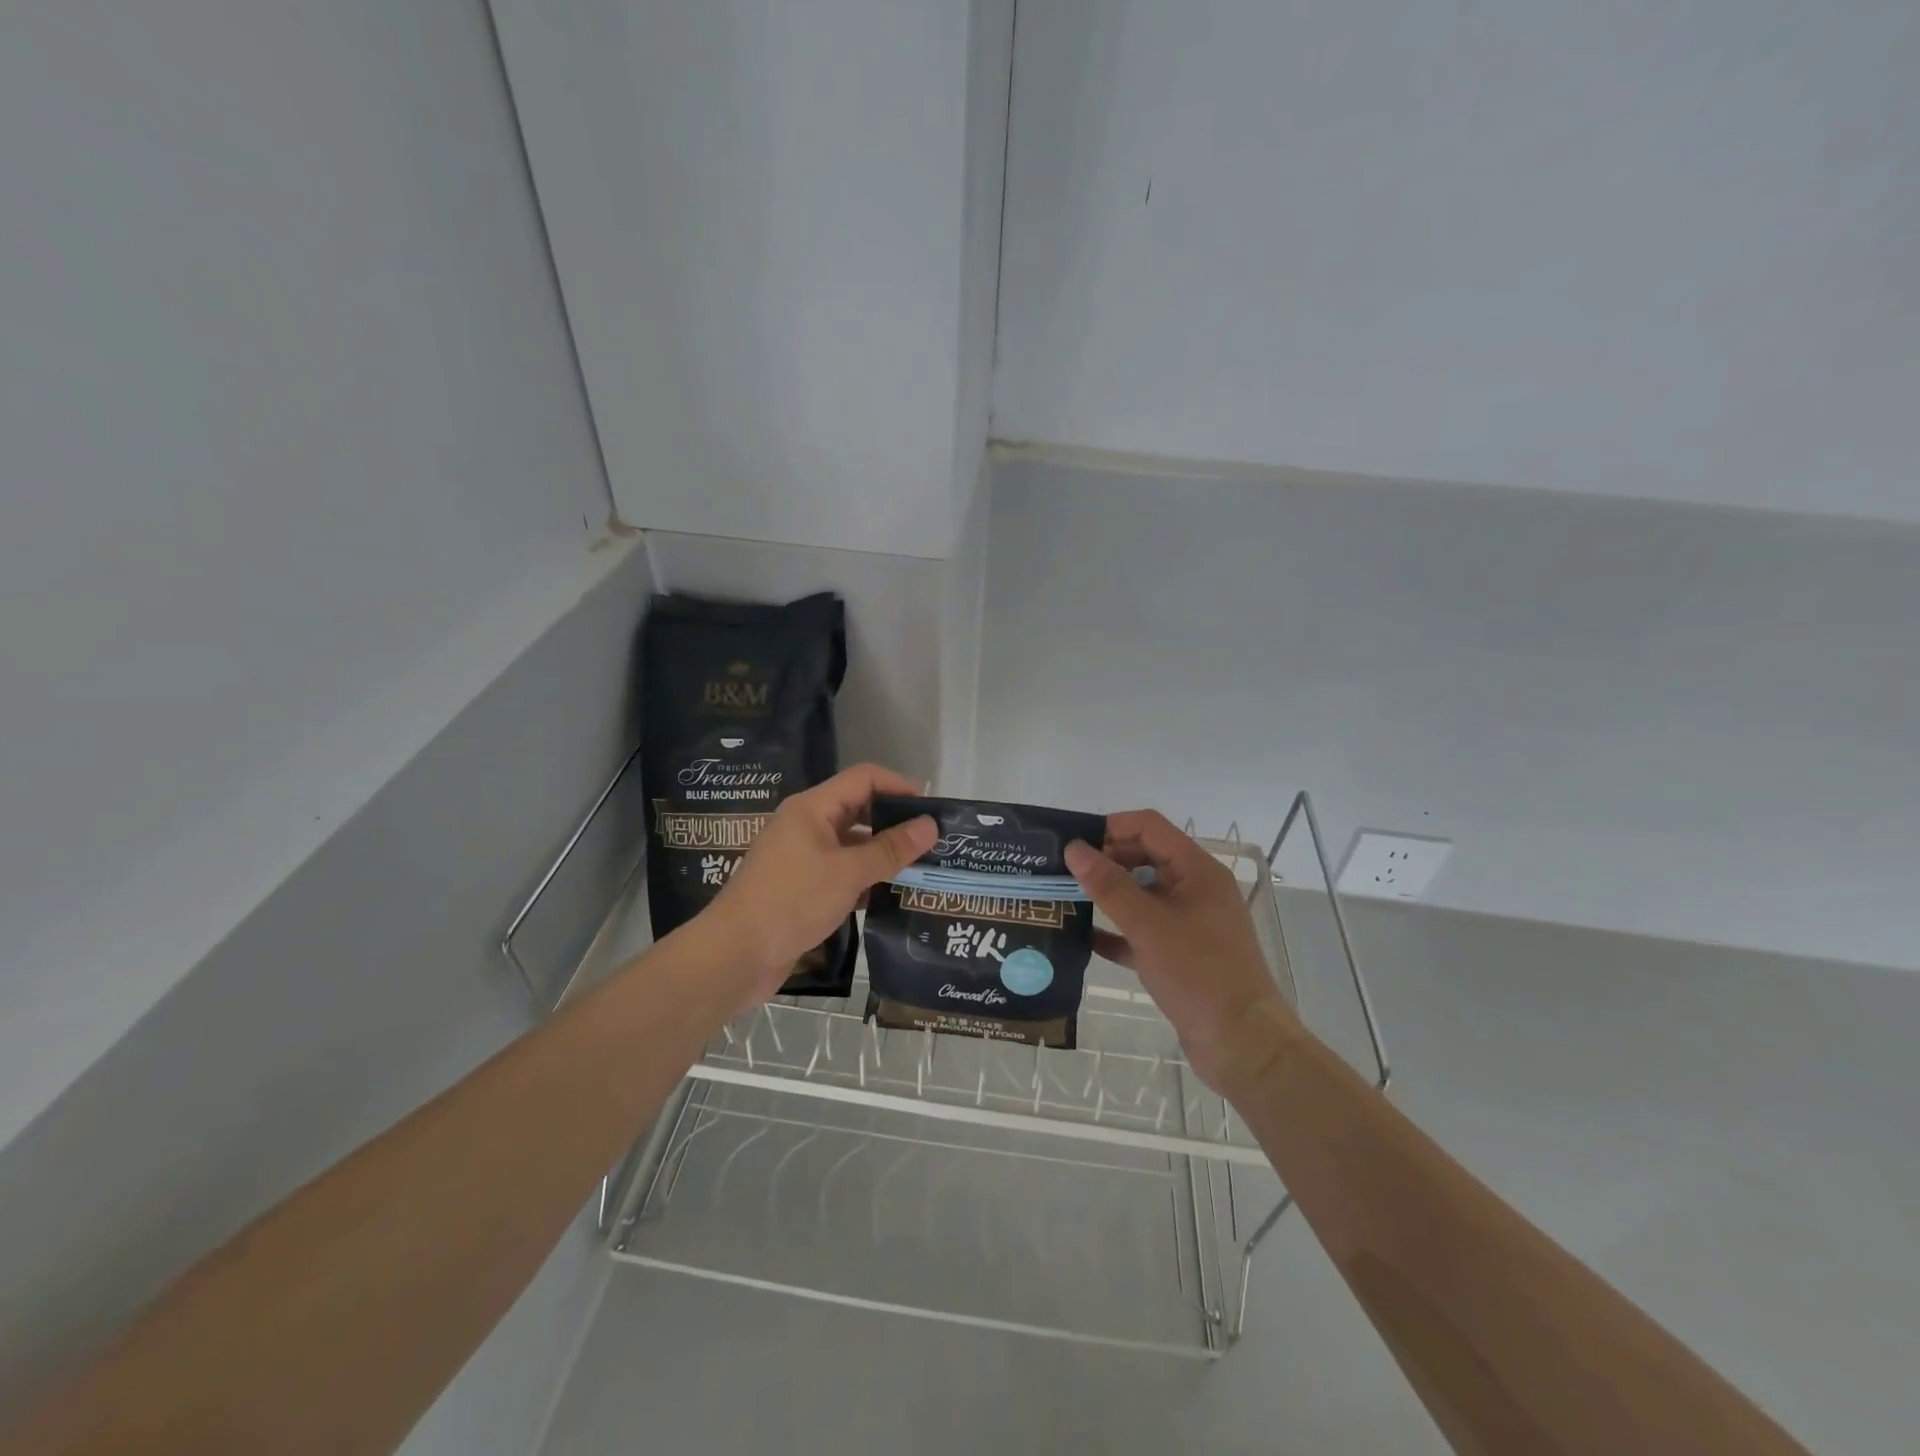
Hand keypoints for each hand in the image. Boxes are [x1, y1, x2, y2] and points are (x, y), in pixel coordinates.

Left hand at [701, 763, 935, 1005]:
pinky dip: (866, 878)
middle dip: (895, 822)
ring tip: (921, 868)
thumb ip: (891, 849)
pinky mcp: (801, 886)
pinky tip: (891, 896)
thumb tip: (930, 825)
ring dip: (883, 853)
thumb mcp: (848, 873)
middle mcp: (807, 825)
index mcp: (813, 808)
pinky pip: (842, 871)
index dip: (899, 786)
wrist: (734, 955)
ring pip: (852, 844)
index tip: (933, 808)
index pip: (864, 778)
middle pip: (859, 809)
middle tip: (933, 841)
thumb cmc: (791, 901)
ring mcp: (802, 856)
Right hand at [1065, 811, 1295, 1090]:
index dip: (1110, 827)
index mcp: (1196, 870)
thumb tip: (1074, 849)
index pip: (1149, 827)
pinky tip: (1083, 938)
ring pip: (1141, 896)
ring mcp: (1189, 923)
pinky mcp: (1181, 955)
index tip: (1072, 843)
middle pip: (1144, 857)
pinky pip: (1142, 932)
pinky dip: (1116, 931)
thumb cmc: (1198, 973)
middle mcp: (1195, 889)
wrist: (1242, 1044)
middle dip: (1104, 861)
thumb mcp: (1148, 925)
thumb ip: (1109, 884)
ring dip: (1107, 896)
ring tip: (1064, 899)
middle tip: (1061, 872)